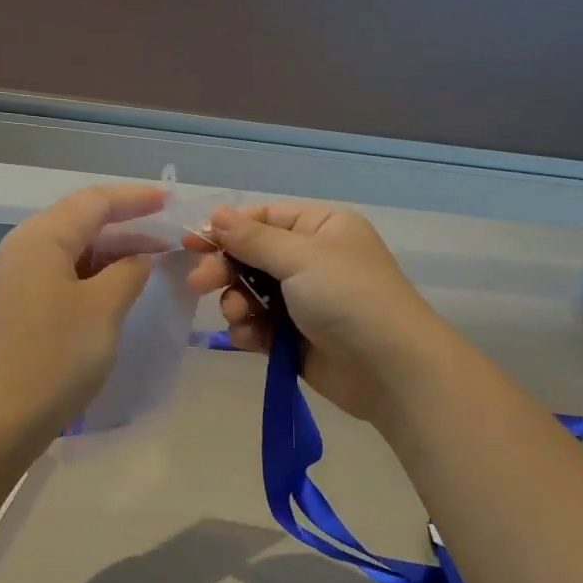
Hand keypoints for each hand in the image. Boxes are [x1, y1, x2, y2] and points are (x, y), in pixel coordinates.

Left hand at [0, 184, 167, 429]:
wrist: (1, 417)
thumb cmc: (57, 355)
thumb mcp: (103, 308)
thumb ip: (128, 272)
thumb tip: (137, 259)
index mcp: (39, 239)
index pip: (92, 203)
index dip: (133, 199)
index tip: (168, 200)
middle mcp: (18, 250)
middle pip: (77, 224)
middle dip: (124, 228)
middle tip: (165, 238)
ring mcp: (11, 280)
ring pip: (67, 252)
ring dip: (107, 255)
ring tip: (147, 264)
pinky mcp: (12, 308)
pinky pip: (56, 276)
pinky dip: (88, 276)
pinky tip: (113, 290)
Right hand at [186, 202, 453, 422]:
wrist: (390, 369)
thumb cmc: (349, 298)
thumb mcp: (301, 258)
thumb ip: (253, 239)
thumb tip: (216, 214)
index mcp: (321, 228)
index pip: (264, 219)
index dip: (228, 230)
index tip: (192, 243)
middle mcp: (312, 260)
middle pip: (252, 257)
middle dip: (226, 270)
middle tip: (199, 283)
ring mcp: (303, 301)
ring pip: (250, 294)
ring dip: (237, 303)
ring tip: (239, 316)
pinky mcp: (295, 337)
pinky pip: (259, 326)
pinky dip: (249, 330)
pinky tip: (250, 338)